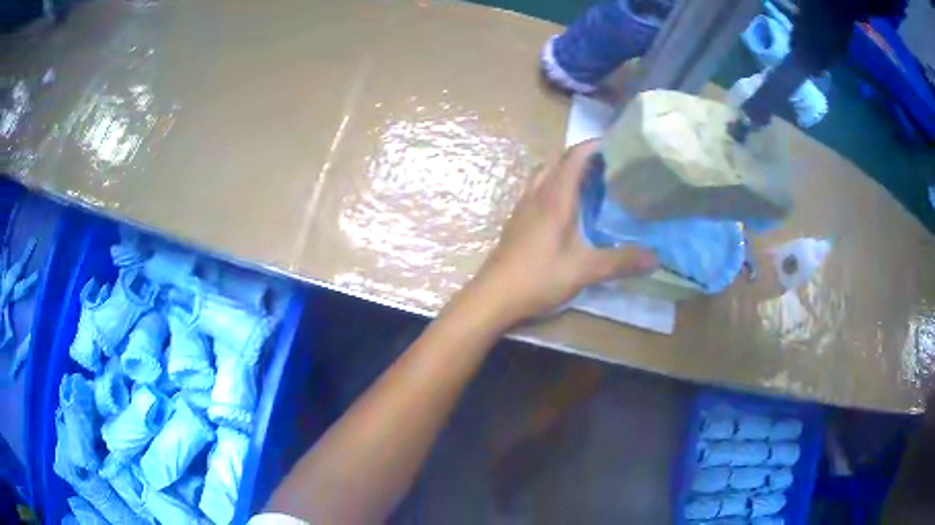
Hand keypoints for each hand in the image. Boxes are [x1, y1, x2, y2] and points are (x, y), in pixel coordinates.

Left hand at [470, 140, 657, 322]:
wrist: (493, 296)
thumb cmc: (539, 277)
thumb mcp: (585, 270)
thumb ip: (621, 261)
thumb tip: (657, 257)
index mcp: (555, 197)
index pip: (574, 157)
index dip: (594, 146)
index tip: (617, 145)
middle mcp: (537, 195)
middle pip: (559, 161)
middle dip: (583, 157)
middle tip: (609, 167)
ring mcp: (523, 207)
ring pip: (545, 175)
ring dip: (566, 171)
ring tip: (590, 184)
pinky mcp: (517, 221)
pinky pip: (537, 191)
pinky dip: (554, 187)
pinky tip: (566, 210)